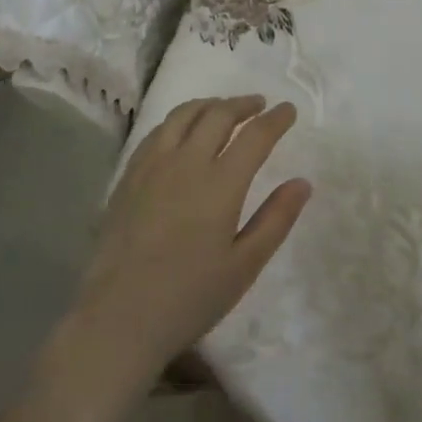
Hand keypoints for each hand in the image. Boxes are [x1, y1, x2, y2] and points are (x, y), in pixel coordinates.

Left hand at [67, 96, 309, 391]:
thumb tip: (302, 182)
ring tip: (223, 108)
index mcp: (220, 184)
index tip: (288, 110)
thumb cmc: (189, 298)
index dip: (275, 119)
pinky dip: (179, 120)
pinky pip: (157, 131)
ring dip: (209, 105)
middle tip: (259, 104)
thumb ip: (275, 219)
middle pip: (218, 115)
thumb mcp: (244, 265)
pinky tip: (182, 131)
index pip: (255, 136)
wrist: (119, 317)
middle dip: (243, 104)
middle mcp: (186, 162)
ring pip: (184, 115)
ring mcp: (152, 165)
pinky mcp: (128, 175)